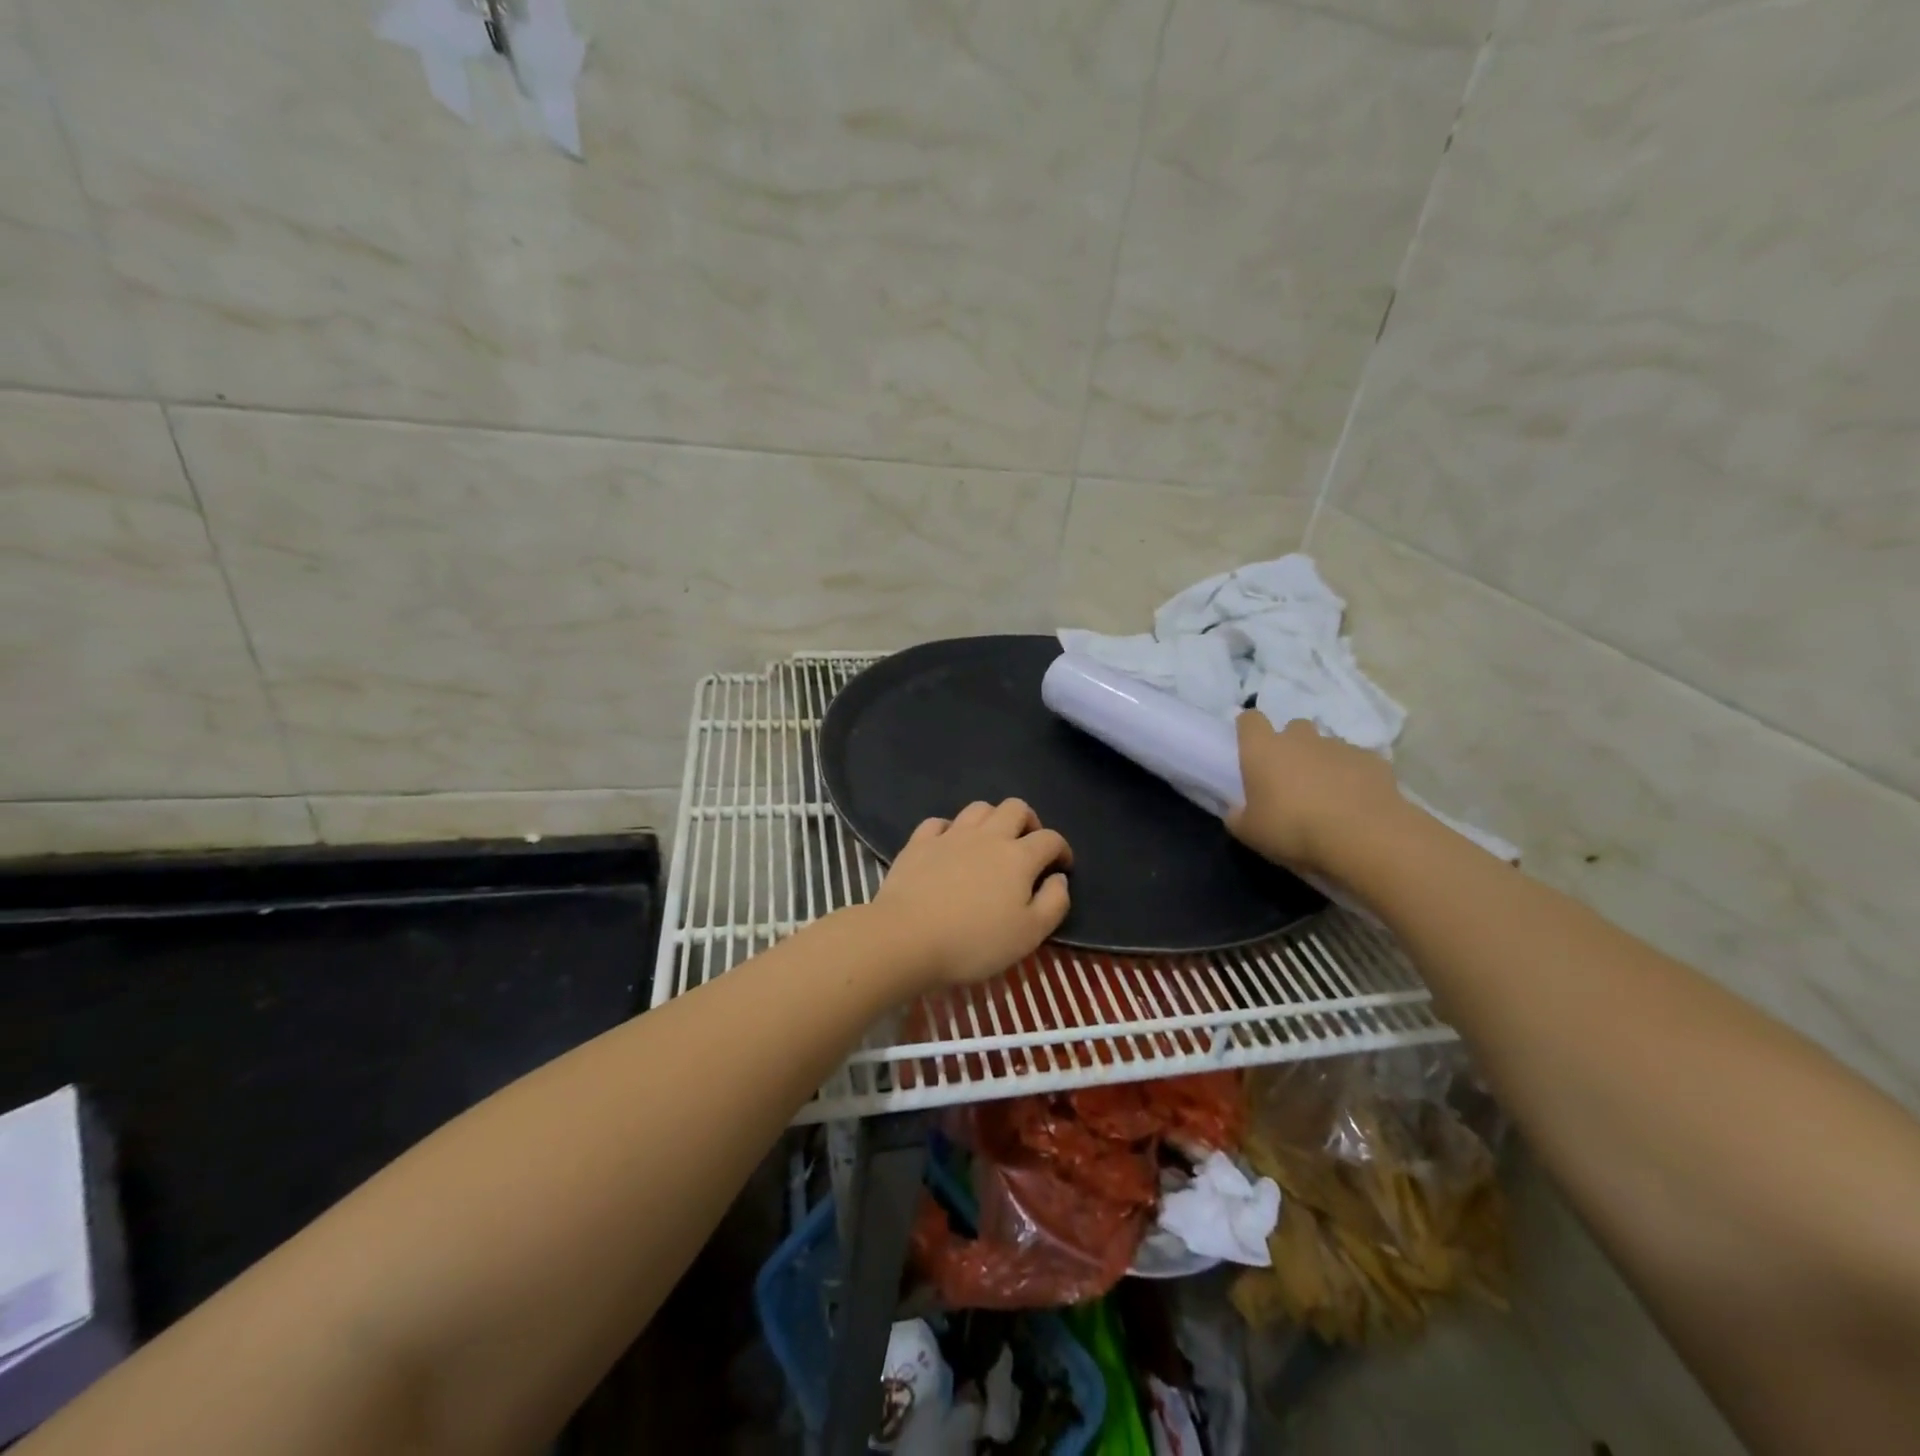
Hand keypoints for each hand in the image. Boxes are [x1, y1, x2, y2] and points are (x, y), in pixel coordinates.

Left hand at [868, 799, 1071, 988]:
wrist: (907, 937)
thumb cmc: (974, 942)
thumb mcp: (1030, 934)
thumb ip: (1054, 903)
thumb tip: (1059, 878)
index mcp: (1018, 857)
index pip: (1050, 839)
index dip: (1062, 849)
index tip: (1062, 867)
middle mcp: (987, 836)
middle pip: (1015, 808)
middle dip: (1029, 821)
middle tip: (1028, 845)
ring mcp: (950, 835)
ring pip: (979, 808)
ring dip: (992, 819)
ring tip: (992, 841)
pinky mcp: (919, 842)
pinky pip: (939, 822)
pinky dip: (950, 829)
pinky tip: (949, 845)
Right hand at [1226, 711, 1410, 876]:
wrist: (1364, 837)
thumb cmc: (1294, 830)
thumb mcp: (1250, 833)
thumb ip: (1238, 817)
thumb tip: (1237, 811)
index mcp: (1264, 751)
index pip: (1250, 720)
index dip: (1249, 729)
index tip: (1250, 746)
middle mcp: (1300, 739)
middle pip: (1293, 727)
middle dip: (1291, 745)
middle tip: (1291, 777)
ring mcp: (1339, 747)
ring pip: (1326, 745)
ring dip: (1323, 762)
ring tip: (1327, 794)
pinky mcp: (1372, 760)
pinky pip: (1357, 762)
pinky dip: (1353, 776)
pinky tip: (1356, 801)